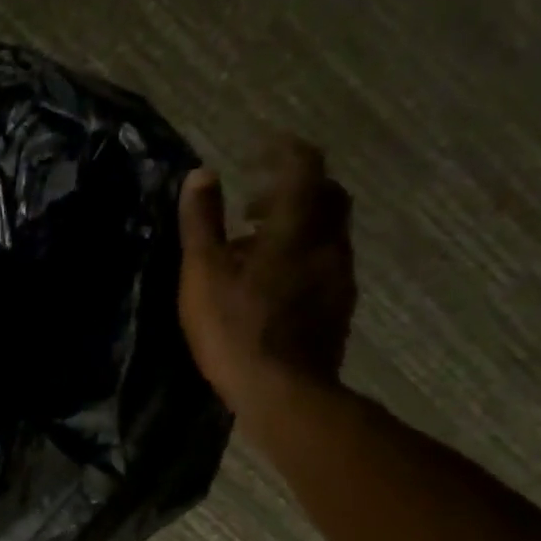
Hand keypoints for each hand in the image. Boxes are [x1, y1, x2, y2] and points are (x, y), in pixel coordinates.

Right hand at [176, 135, 357, 410]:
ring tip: (254, 249)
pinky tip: (272, 283)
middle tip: (252, 205)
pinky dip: (302, 256)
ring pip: (327, 231)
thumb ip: (201, 223)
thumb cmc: (234, 329)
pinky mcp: (338, 306)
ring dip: (295, 226)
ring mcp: (339, 275)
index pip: (303, 166)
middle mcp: (329, 242)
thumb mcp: (203, 274)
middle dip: (291, 189)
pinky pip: (325, 263)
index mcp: (296, 227)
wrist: (282, 391)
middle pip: (325, 195)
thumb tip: (201, 175)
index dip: (283, 150)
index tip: (259, 149)